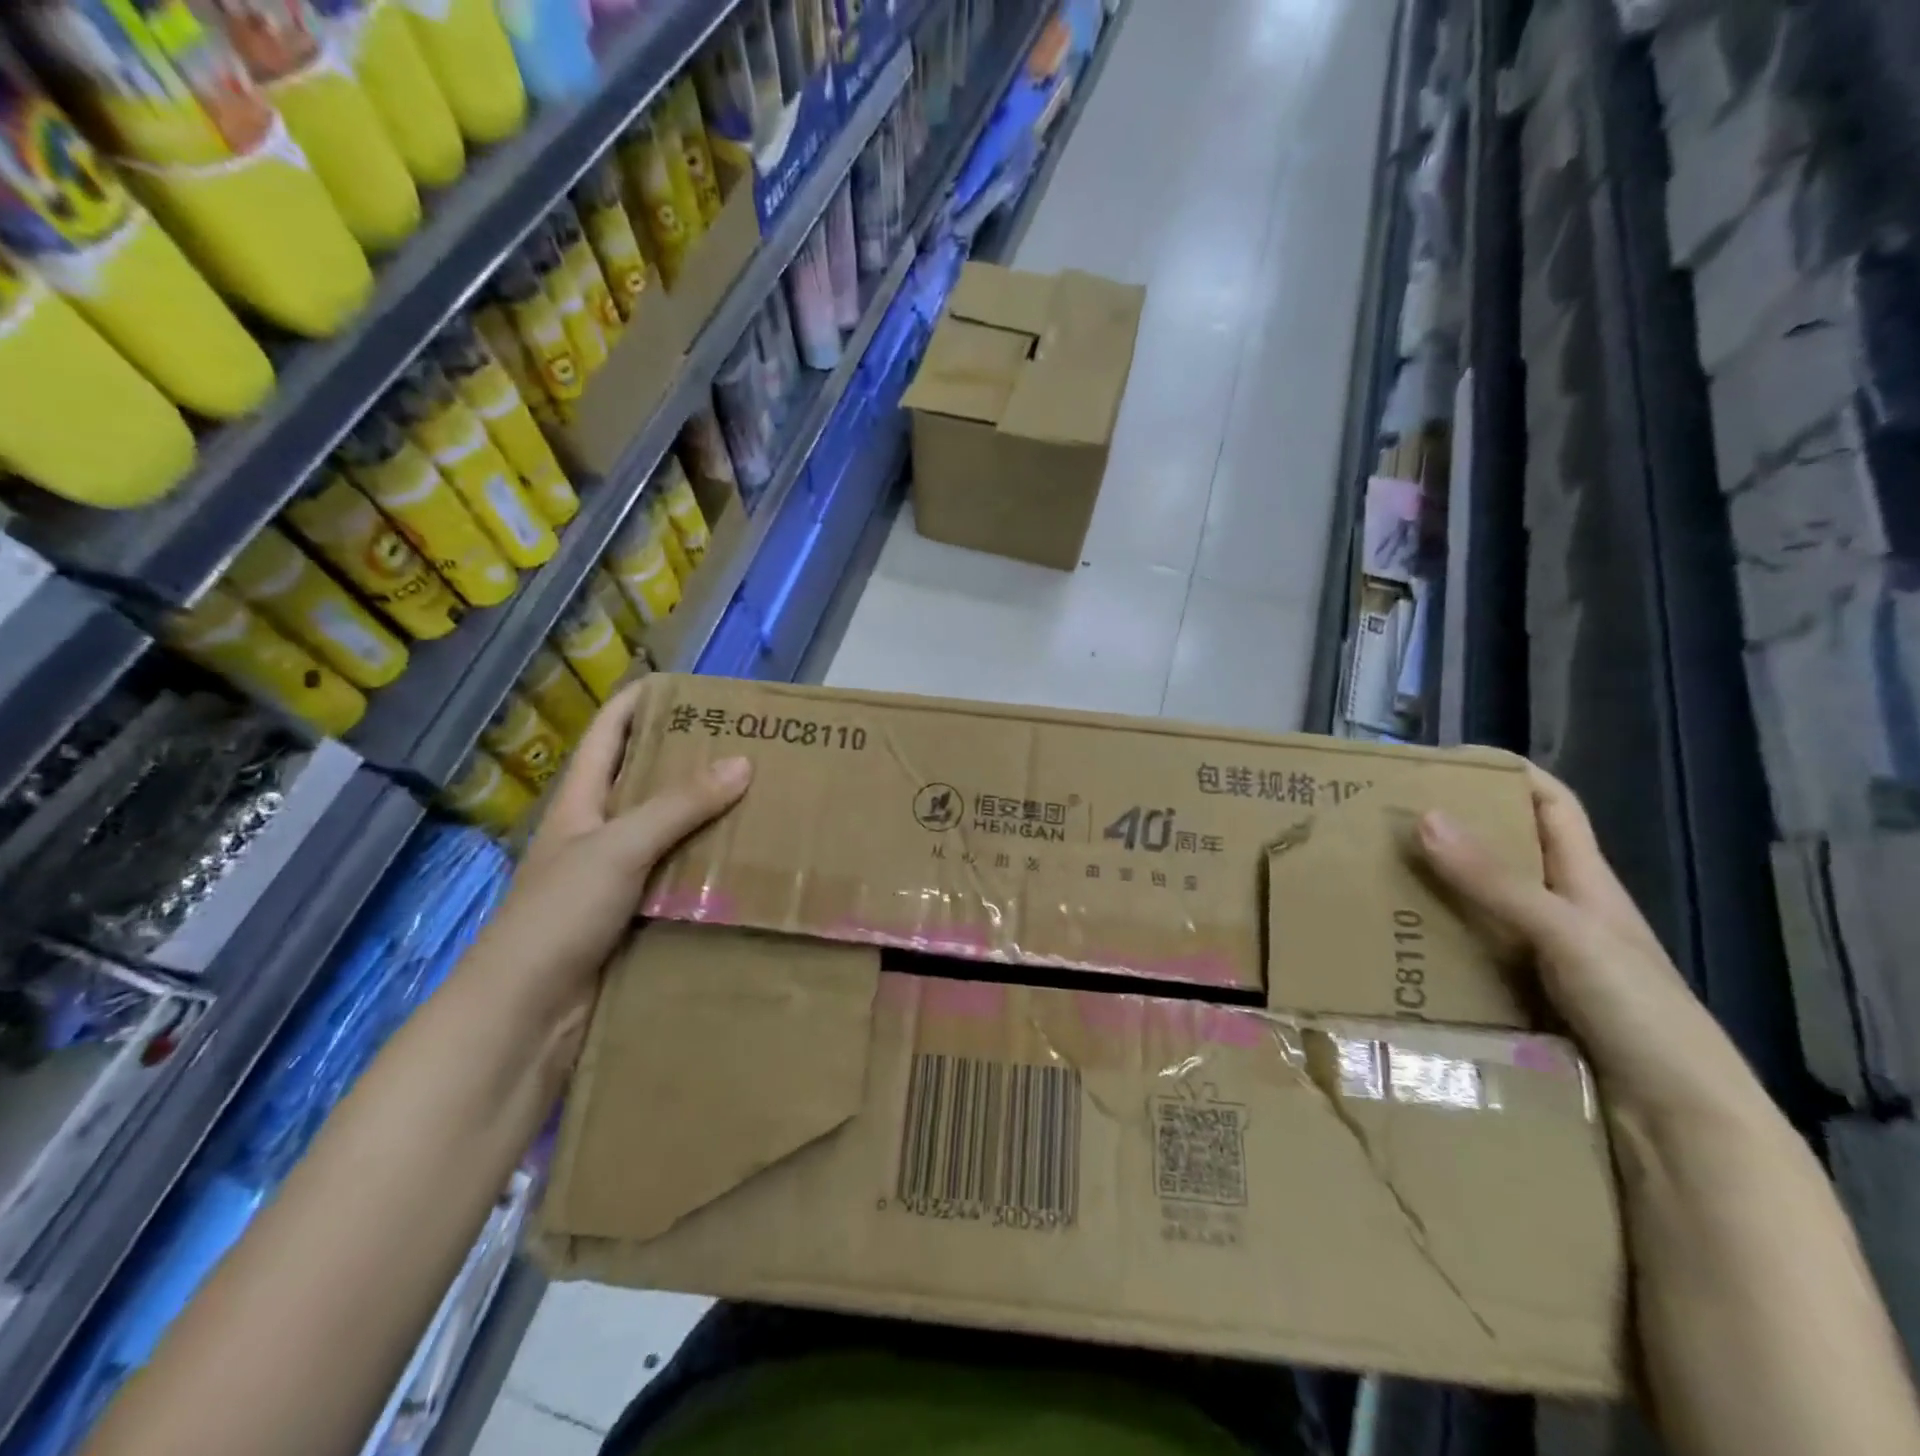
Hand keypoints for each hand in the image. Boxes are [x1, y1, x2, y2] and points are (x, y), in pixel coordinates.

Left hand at [467, 682, 751, 1023]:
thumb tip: (742, 761)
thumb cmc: (556, 917)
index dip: (638, 703)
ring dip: (708, 818)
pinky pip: (679, 879)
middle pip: (646, 782)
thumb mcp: (617, 848)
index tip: (688, 687)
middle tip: (748, 744)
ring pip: (669, 834)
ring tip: (762, 797)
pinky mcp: (635, 918)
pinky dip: (709, 867)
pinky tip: (749, 862)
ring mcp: (616, 879)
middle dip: (690, 760)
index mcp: (579, 804)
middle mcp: (597, 834)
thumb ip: (678, 806)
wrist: (525, 1018)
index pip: (607, 735)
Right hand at [1415, 766, 1762, 1127]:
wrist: (1677, 1126)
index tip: (1443, 761)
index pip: (1551, 805)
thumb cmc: (1640, 1014)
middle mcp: (1559, 913)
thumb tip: (1425, 815)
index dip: (1507, 773)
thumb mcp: (1569, 934)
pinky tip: (1389, 944)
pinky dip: (1428, 942)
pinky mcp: (1514, 999)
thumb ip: (1497, 881)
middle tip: (1382, 820)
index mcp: (1586, 884)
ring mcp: (1536, 958)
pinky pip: (1462, 954)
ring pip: (1474, 905)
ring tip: (1368, 876)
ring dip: (1428, 889)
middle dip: (1448, 830)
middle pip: (1500, 853)